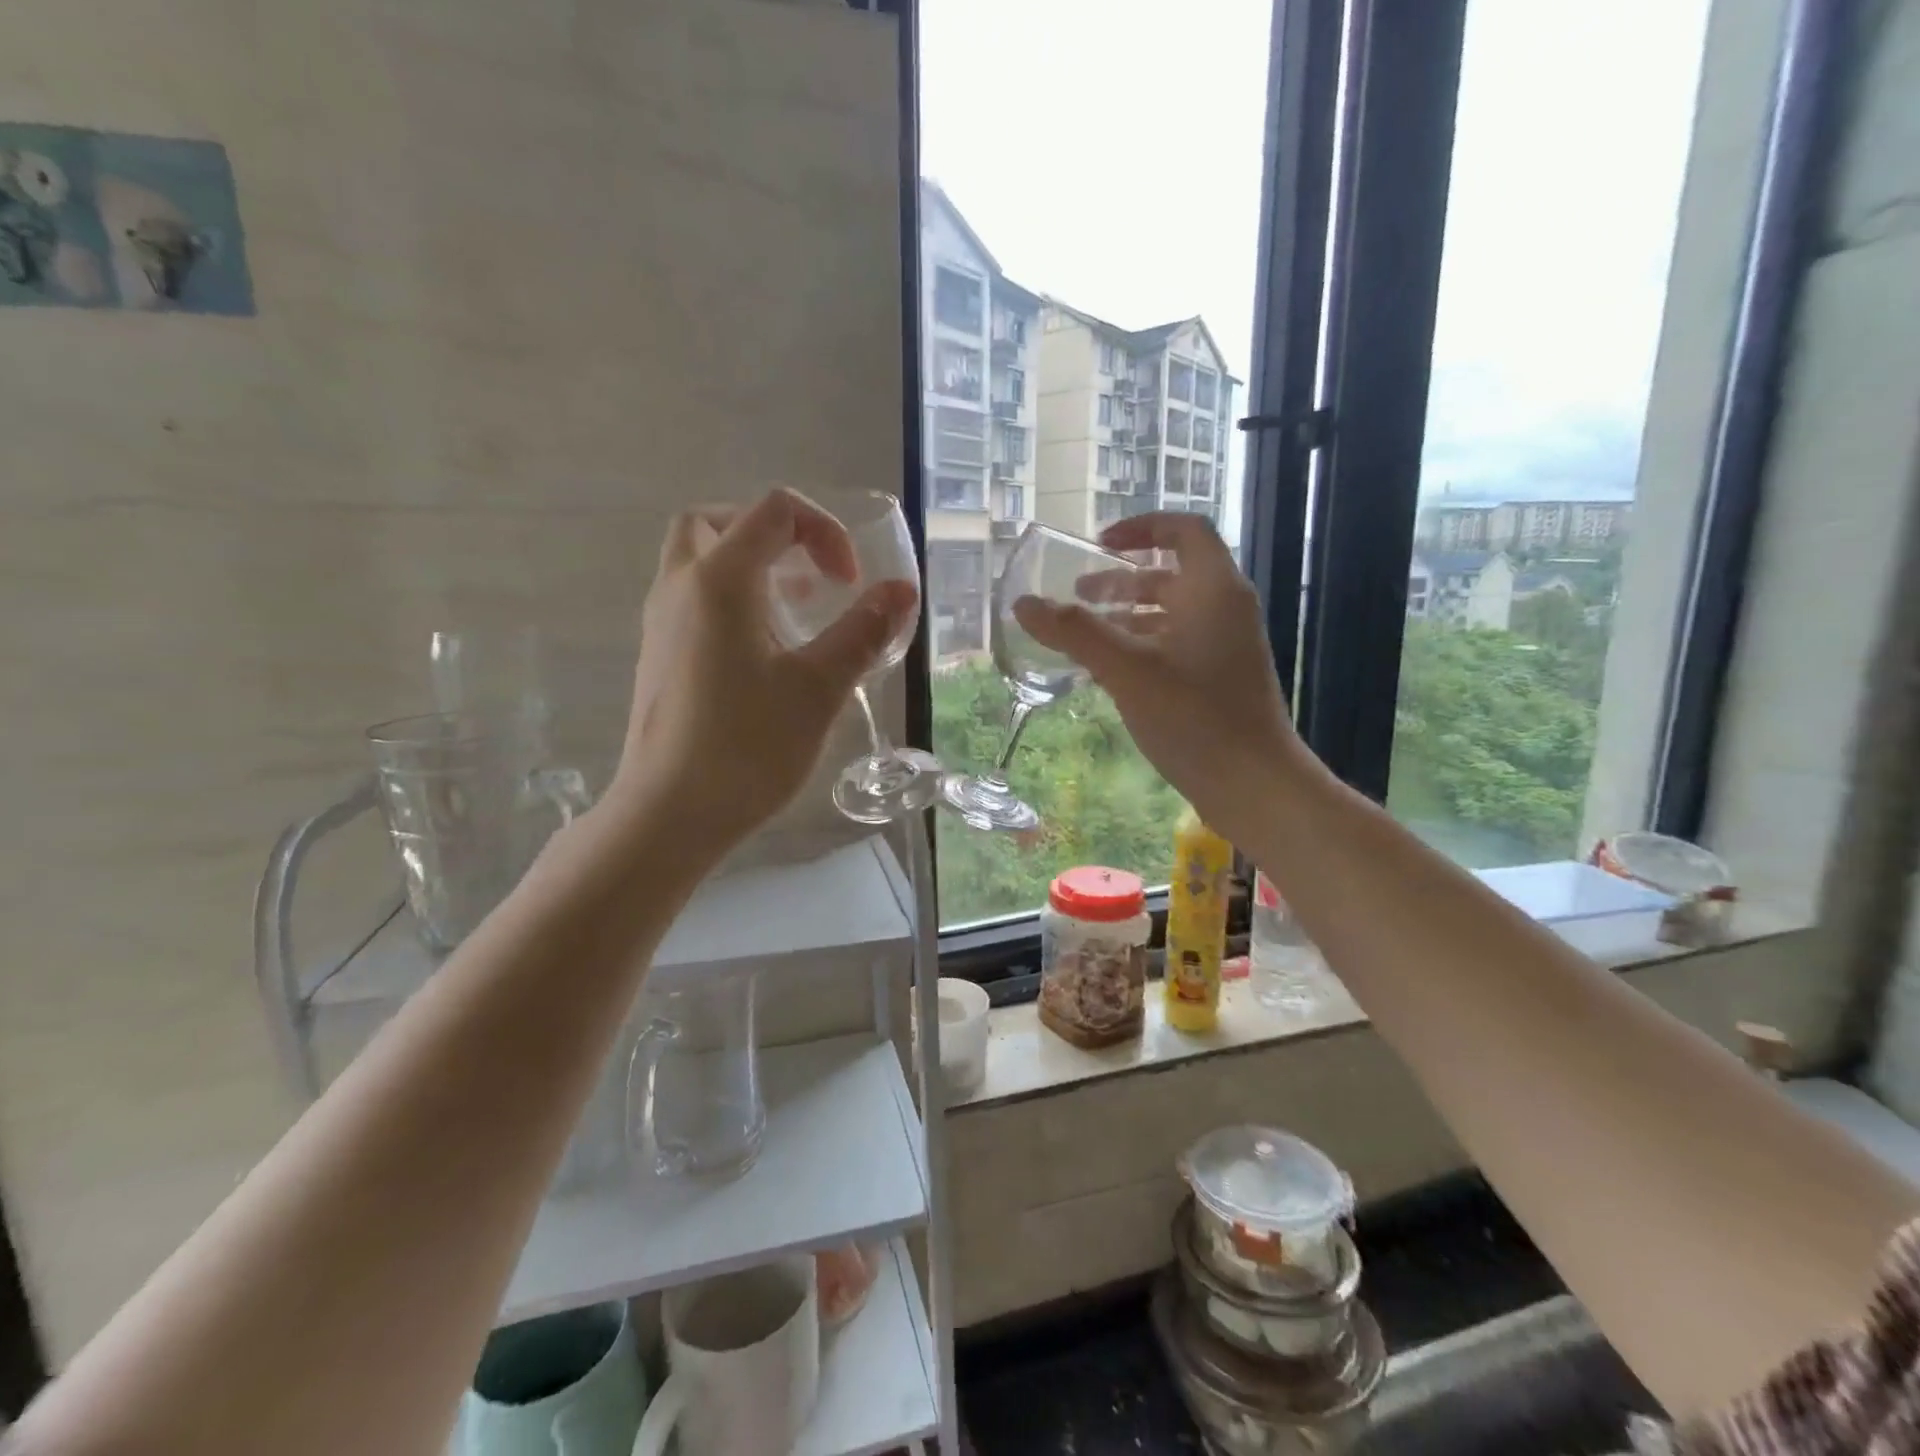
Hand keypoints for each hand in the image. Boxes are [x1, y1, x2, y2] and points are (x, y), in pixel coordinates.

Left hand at [611, 488, 917, 852]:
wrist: (669, 814)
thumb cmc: (747, 747)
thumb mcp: (819, 688)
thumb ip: (862, 631)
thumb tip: (902, 590)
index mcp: (720, 580)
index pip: (774, 511)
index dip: (824, 531)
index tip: (849, 584)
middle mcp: (680, 586)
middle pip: (716, 521)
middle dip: (771, 532)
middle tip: (808, 572)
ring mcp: (661, 622)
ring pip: (698, 560)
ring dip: (750, 565)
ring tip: (797, 608)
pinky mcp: (658, 655)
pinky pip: (693, 598)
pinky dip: (731, 598)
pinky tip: (765, 650)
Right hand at [1011, 513, 1303, 846]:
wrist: (1254, 784)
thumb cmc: (1194, 717)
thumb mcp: (1126, 670)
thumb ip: (1074, 633)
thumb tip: (1024, 603)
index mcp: (1213, 590)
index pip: (1184, 529)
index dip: (1141, 527)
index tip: (1099, 544)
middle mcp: (1225, 609)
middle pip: (1171, 574)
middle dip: (1121, 579)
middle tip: (1077, 595)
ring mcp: (1226, 646)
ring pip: (1171, 613)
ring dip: (1127, 615)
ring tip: (1084, 634)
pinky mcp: (1220, 679)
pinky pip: (1175, 645)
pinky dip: (1141, 646)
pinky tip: (1109, 672)